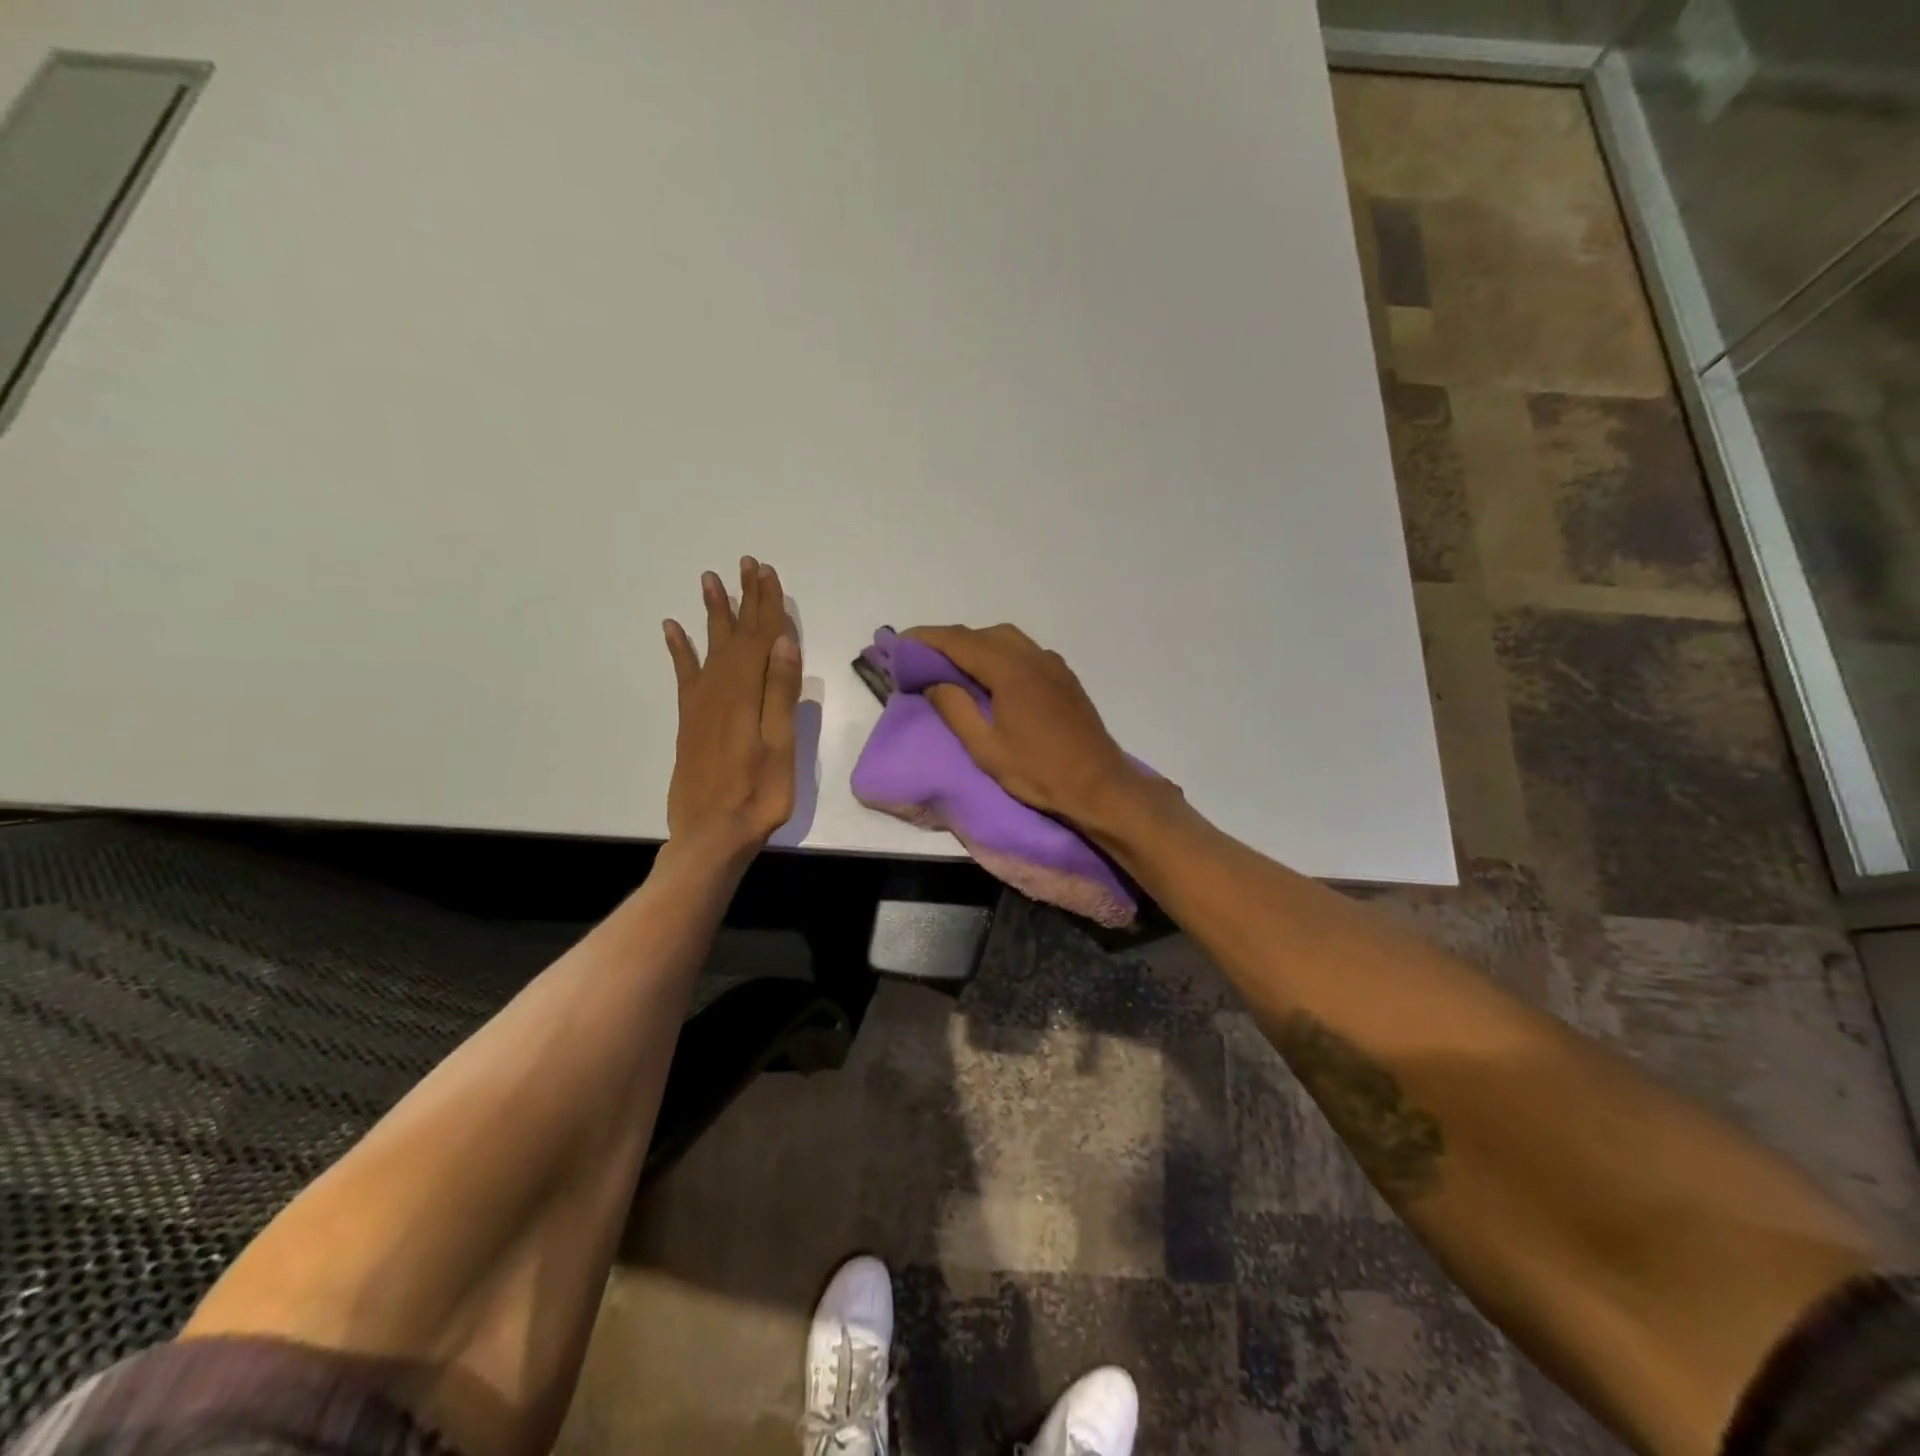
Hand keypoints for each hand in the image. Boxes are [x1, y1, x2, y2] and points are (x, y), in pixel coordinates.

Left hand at [663, 556, 801, 853]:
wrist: (711, 833)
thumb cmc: (758, 793)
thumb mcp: (780, 745)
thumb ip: (780, 692)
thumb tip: (784, 641)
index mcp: (747, 693)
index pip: (760, 637)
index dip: (766, 603)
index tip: (767, 571)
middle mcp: (720, 689)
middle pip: (735, 634)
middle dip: (743, 598)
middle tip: (746, 564)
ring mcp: (701, 704)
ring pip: (710, 646)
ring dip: (713, 613)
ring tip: (711, 581)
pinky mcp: (690, 720)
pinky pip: (684, 674)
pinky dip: (679, 649)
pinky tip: (672, 629)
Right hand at [904, 623, 1145, 823]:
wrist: (1099, 785)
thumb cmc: (1038, 772)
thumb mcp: (985, 748)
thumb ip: (955, 709)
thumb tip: (933, 681)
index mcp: (1010, 670)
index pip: (959, 641)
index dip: (926, 638)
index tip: (900, 642)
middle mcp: (1032, 656)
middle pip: (982, 634)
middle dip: (949, 641)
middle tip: (922, 659)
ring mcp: (1052, 664)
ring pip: (1006, 638)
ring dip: (975, 645)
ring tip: (953, 668)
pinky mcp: (1064, 676)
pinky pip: (1024, 651)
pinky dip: (998, 653)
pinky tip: (990, 677)